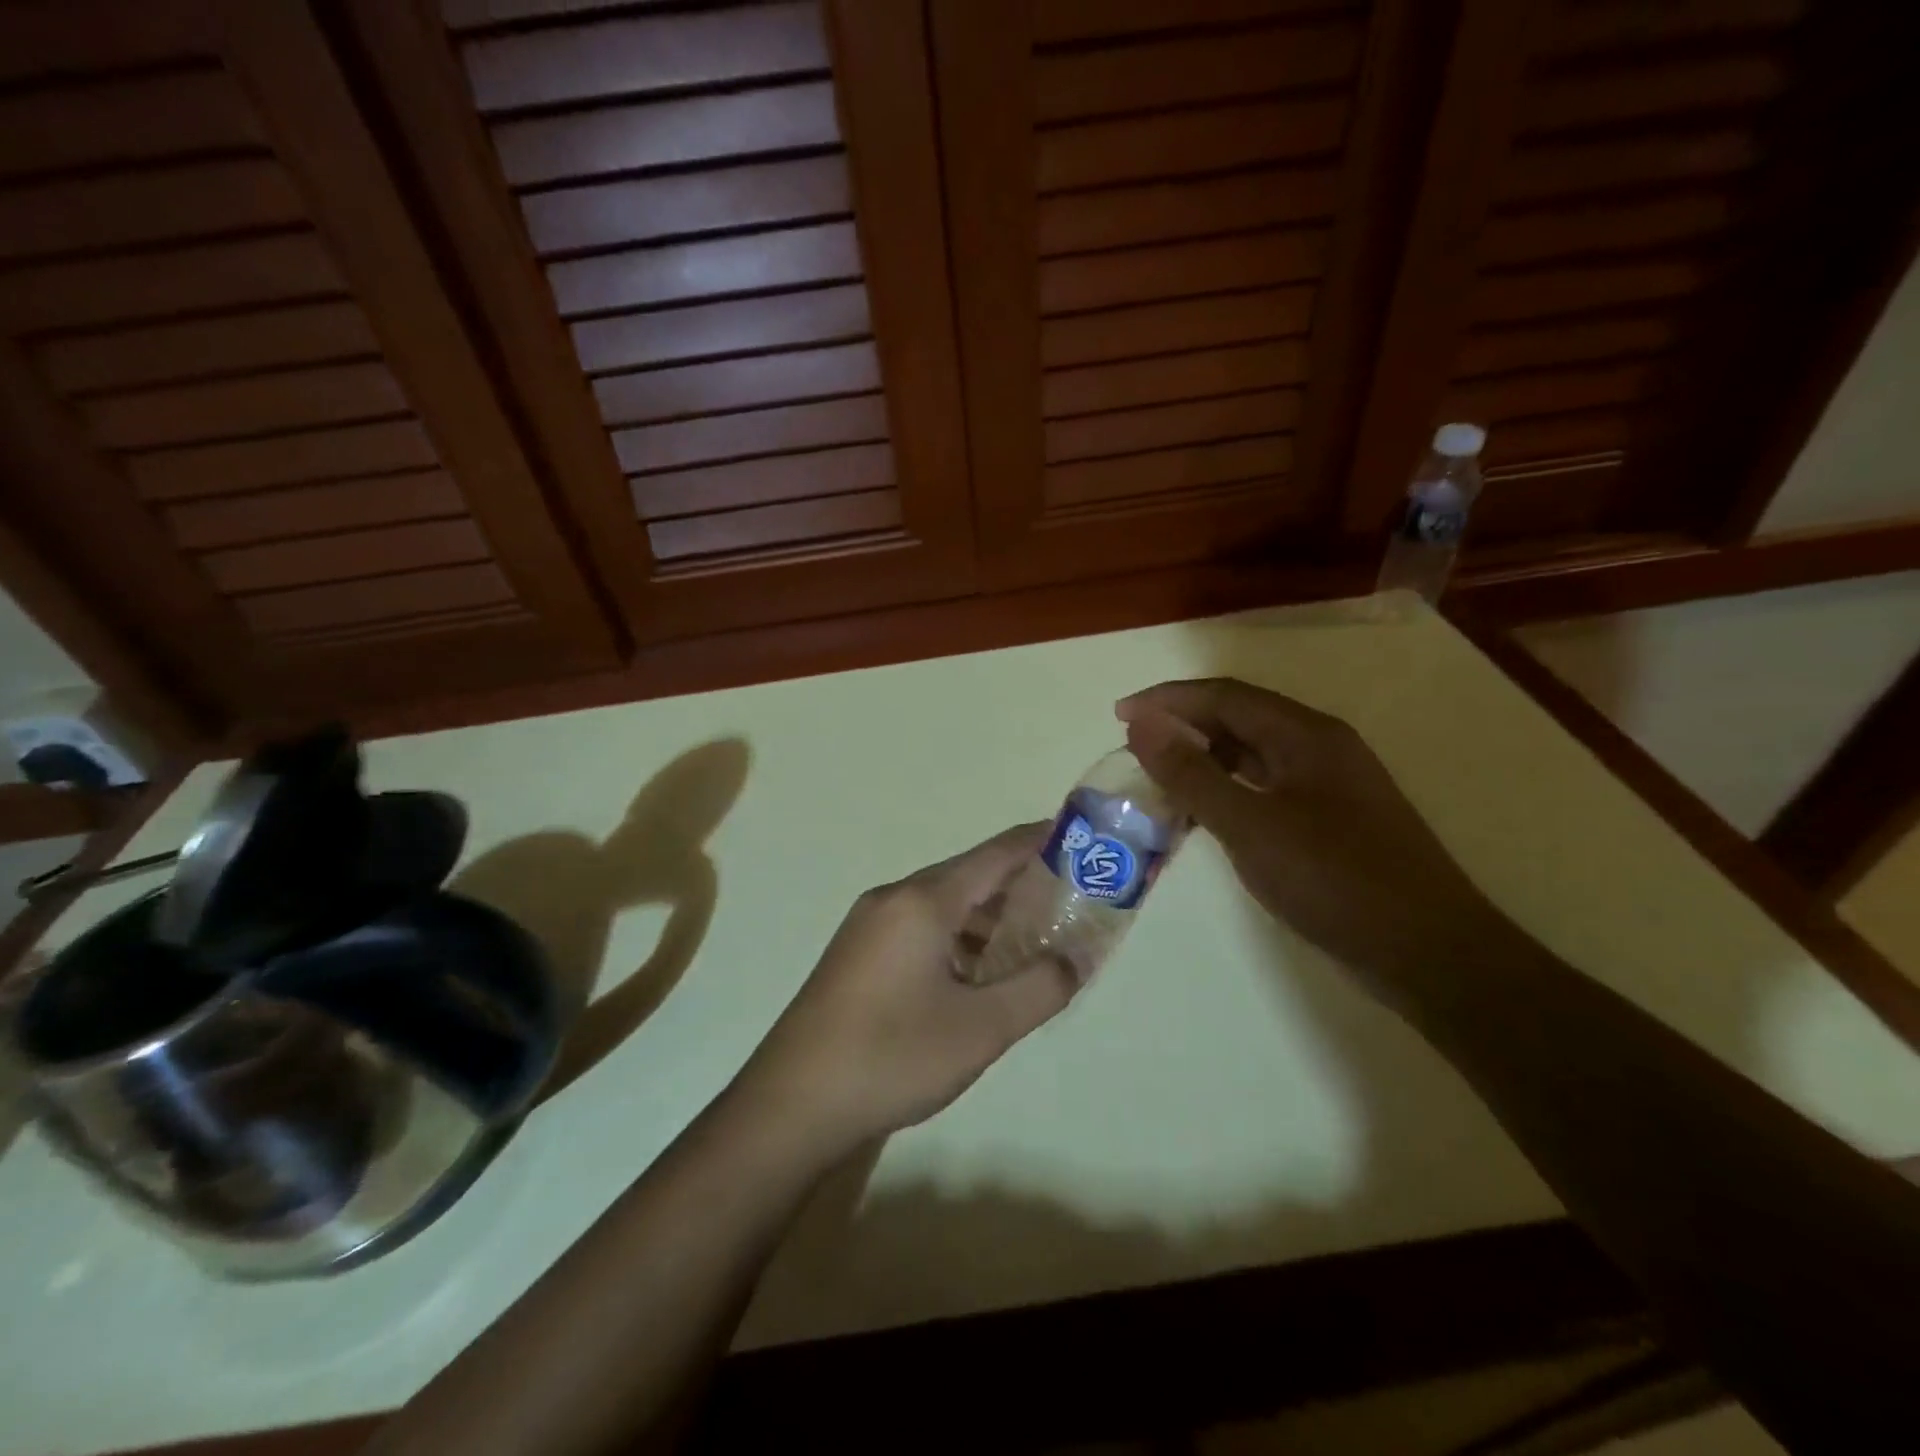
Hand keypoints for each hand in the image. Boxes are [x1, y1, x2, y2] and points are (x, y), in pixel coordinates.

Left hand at [734, 824, 1076, 1158]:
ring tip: (1031, 941)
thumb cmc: (893, 1056)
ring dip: (986, 917)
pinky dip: (956, 938)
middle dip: (1019, 884)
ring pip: (942, 905)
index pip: (995, 854)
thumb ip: (1039, 988)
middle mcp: (893, 898)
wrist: (792, 1104)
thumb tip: (1075, 959)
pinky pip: (919, 928)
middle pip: (968, 876)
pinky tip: (976, 973)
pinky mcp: (857, 954)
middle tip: (1067, 899)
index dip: (1039, 841)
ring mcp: (868, 925)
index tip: (1078, 838)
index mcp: (923, 901)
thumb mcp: (981, 1029)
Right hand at [1117, 678, 1520, 988]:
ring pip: (1253, 754)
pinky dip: (1227, 790)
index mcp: (1305, 734)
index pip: (1224, 696)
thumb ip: (1192, 774)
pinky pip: (1266, 786)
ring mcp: (1330, 784)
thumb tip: (1142, 724)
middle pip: (1240, 718)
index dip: (1168, 700)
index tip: (1119, 716)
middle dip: (1183, 726)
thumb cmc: (1335, 880)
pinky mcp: (1332, 819)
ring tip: (1159, 778)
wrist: (1428, 952)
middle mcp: (1320, 747)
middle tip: (1135, 750)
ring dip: (1204, 759)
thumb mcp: (1250, 825)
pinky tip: (1205, 814)